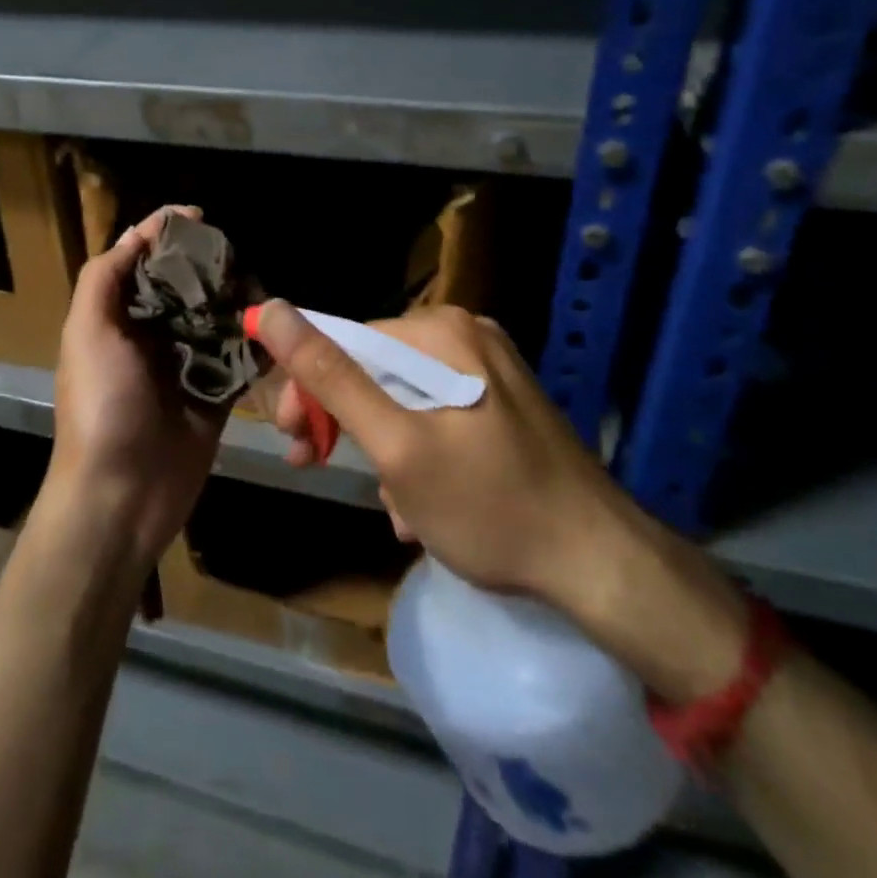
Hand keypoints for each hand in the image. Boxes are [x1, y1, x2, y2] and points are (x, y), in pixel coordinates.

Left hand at [45, 205, 225, 576]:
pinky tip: (277, 331)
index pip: (144, 262)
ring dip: (238, 303)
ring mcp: (186, 365)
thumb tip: (141, 231)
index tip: (200, 217)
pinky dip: (257, 345)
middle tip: (239, 260)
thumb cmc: (100, 406)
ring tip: (262, 292)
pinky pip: (240, 361)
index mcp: (118, 317)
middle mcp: (152, 335)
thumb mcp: (87, 332)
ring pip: (217, 319)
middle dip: (211, 268)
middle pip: (186, 287)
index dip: (167, 236)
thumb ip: (105, 277)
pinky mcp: (216, 396)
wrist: (121, 497)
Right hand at [251, 301, 748, 699]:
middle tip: (319, 467)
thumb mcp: (396, 445)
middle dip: (346, 424)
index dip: (309, 390)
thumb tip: (271, 309)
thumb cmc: (490, 506)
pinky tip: (424, 506)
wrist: (605, 568)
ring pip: (403, 398)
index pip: (345, 342)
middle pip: (375, 369)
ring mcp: (490, 368)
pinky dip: (419, 454)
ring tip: (394, 508)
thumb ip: (330, 376)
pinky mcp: (505, 402)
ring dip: (383, 450)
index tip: (294, 443)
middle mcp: (465, 335)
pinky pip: (438, 415)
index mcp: (439, 331)